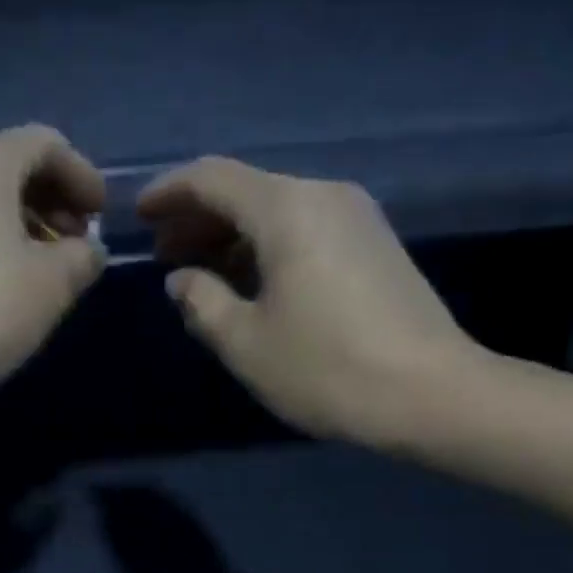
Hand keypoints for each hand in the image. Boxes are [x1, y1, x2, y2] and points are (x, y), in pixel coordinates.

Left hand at [0, 125, 106, 414]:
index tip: (102, 216)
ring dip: (26, 226)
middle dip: (55, 200)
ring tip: (48, 272)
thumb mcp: (51, 285)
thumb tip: (87, 250)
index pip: (46, 143)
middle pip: (13, 167)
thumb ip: (82, 258)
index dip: (83, 174)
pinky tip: (7, 289)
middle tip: (79, 245)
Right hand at [140, 157, 488, 453]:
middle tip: (164, 254)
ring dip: (232, 236)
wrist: (433, 394)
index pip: (212, 178)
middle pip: (246, 190)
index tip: (139, 216)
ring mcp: (356, 218)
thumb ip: (203, 302)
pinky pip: (305, 230)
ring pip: (277, 211)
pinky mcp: (375, 245)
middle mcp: (324, 196)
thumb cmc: (327, 368)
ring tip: (202, 274)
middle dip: (198, 219)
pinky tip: (251, 283)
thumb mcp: (246, 342)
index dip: (168, 193)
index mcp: (287, 209)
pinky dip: (267, 247)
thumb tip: (182, 279)